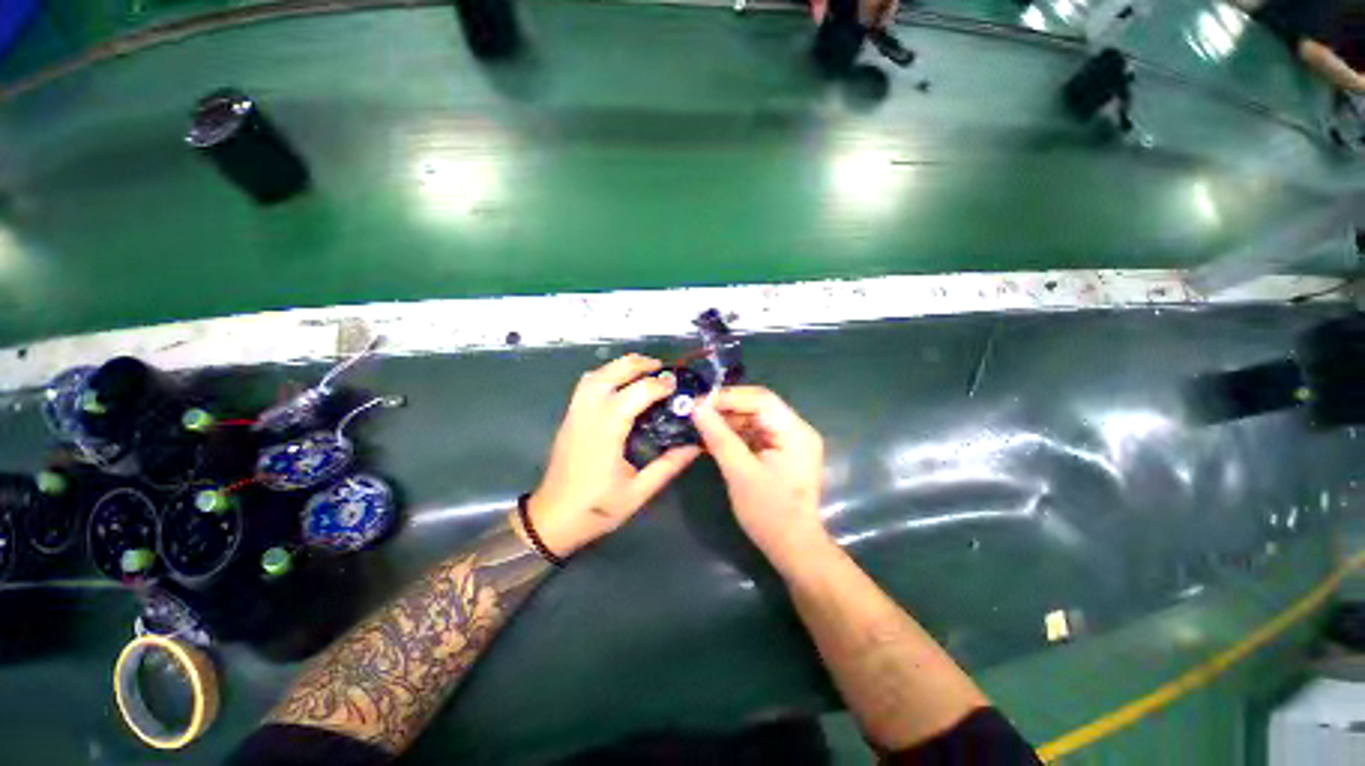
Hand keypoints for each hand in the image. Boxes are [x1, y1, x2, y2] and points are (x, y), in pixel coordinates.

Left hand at [522, 354, 700, 557]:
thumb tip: (695, 445)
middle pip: (611, 373)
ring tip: (642, 371)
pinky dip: (605, 375)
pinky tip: (620, 385)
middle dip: (637, 364)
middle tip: (661, 368)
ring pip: (595, 375)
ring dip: (619, 366)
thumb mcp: (638, 492)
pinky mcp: (569, 418)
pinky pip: (586, 385)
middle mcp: (588, 414)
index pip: (635, 393)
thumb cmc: (596, 508)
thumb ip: (668, 466)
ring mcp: (575, 413)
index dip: (658, 385)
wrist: (552, 519)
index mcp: (607, 430)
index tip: (677, 386)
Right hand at [691, 386, 829, 568]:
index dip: (728, 397)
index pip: (761, 399)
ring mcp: (790, 440)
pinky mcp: (781, 451)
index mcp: (795, 432)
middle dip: (726, 408)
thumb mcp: (740, 473)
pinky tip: (714, 437)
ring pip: (755, 418)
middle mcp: (796, 429)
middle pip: (759, 406)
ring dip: (728, 420)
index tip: (699, 402)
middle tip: (696, 412)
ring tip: (700, 423)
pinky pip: (756, 433)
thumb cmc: (769, 513)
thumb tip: (697, 408)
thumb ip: (719, 437)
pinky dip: (735, 434)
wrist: (793, 548)